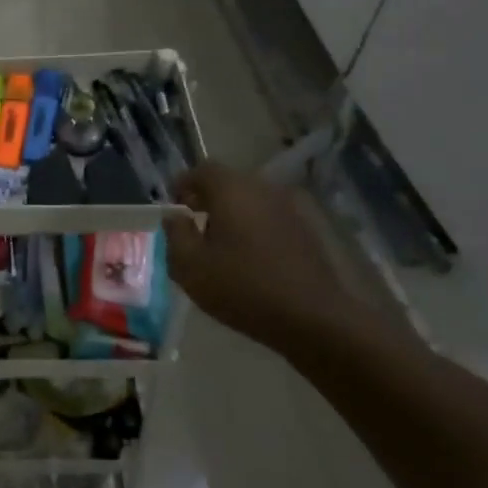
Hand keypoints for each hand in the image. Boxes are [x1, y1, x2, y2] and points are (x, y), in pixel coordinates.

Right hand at [164, 162, 364, 353]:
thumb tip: (174, 216)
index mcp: (231, 189)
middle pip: (228, 183)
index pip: (202, 170)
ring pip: (250, 201)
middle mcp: (262, 189)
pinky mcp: (306, 231)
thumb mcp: (190, 265)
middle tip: (193, 226)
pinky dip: (254, 228)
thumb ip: (175, 234)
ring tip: (220, 245)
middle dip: (207, 199)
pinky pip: (269, 218)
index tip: (174, 208)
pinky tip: (249, 258)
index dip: (183, 185)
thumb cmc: (242, 287)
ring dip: (232, 214)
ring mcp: (289, 209)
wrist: (313, 318)